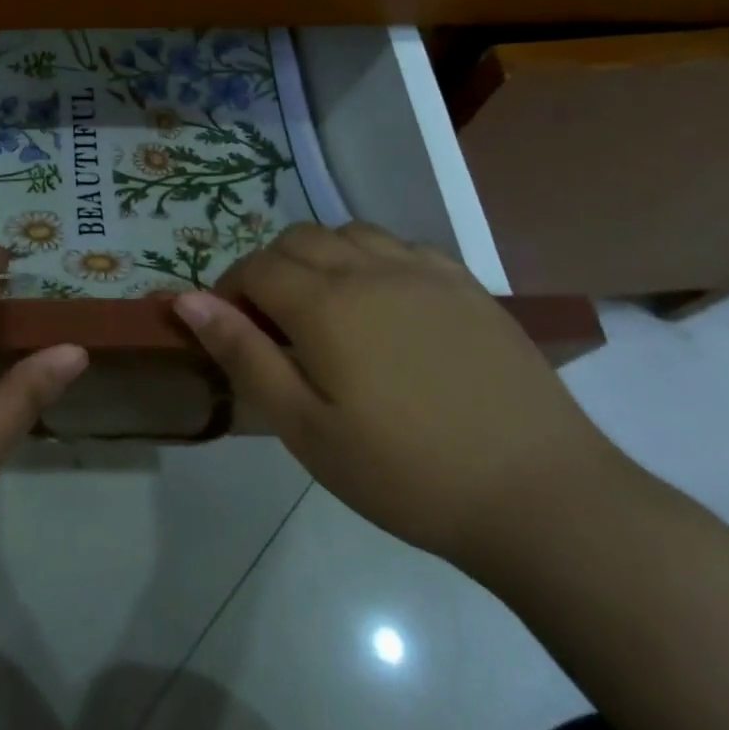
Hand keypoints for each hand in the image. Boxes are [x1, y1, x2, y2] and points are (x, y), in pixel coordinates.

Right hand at [173, 222, 620, 569]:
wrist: (542, 497)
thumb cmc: (406, 473)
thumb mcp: (306, 428)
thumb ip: (243, 354)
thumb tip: (186, 300)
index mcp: (325, 304)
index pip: (256, 269)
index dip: (230, 292)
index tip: (230, 330)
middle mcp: (369, 269)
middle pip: (297, 240)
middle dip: (270, 270)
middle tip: (274, 324)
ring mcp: (424, 272)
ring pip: (349, 233)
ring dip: (320, 256)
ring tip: (327, 308)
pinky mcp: (467, 285)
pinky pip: (401, 245)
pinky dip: (372, 258)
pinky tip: (384, 302)